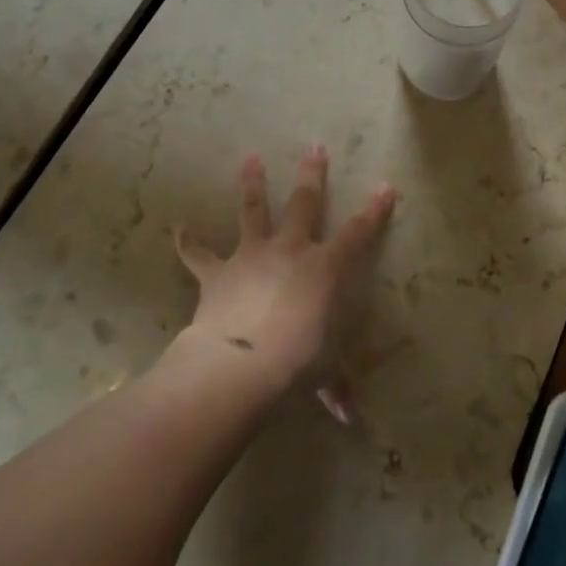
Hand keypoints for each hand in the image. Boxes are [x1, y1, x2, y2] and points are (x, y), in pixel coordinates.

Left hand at [175, 147, 393, 408]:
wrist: (240, 363)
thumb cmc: (295, 363)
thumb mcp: (323, 373)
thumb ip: (335, 387)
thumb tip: (350, 418)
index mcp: (324, 268)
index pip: (358, 234)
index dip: (374, 211)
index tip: (385, 187)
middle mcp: (290, 250)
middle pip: (305, 202)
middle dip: (313, 174)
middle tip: (315, 146)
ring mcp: (252, 255)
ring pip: (253, 210)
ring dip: (252, 183)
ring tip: (250, 157)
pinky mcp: (218, 272)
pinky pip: (199, 255)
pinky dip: (189, 243)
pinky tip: (179, 230)